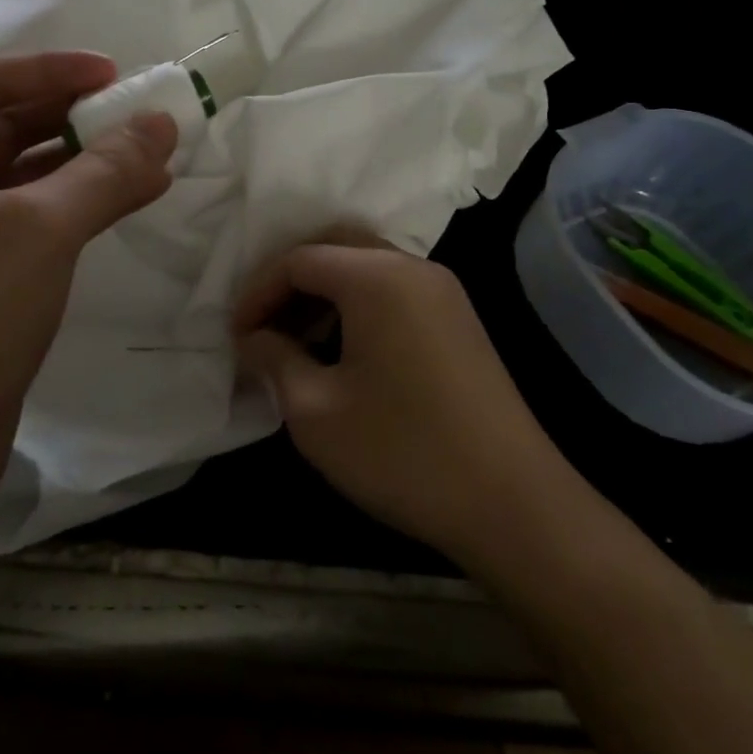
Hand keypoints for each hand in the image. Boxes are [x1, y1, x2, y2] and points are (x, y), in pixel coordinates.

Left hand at [0, 52, 176, 549]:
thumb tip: (163, 122)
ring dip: (84, 169)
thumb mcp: (37, 229)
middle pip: (6, 130)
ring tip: (153, 162)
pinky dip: (75, 214)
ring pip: (23, 183)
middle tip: (143, 119)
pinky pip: (29, 230)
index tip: (116, 76)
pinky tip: (124, 210)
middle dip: (75, 120)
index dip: (52, 72)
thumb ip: (105, 171)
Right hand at [233, 236, 559, 564]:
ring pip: (366, 267)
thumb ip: (274, 360)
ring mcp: (443, 291)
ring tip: (297, 343)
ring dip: (324, 294)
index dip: (258, 292)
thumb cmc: (403, 454)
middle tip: (264, 327)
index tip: (237, 336)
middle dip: (290, 282)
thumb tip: (253, 338)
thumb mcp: (316, 412)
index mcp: (376, 277)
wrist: (515, 506)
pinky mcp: (459, 319)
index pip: (298, 260)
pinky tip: (343, 352)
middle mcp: (413, 267)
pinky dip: (357, 306)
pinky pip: (394, 290)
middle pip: (334, 248)